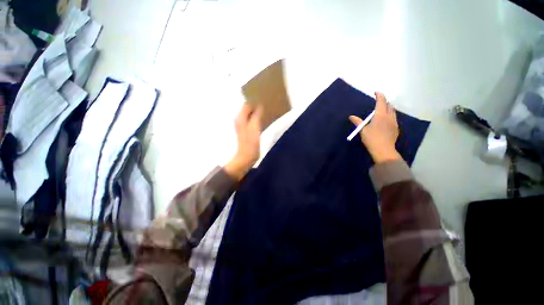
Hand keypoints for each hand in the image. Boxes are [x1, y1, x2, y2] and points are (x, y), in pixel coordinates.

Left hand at [224, 104, 262, 180]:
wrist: (247, 156)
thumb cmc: (251, 142)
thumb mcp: (255, 127)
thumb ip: (256, 115)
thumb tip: (259, 105)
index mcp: (240, 118)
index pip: (246, 104)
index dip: (254, 101)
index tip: (263, 99)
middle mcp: (240, 120)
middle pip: (247, 109)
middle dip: (256, 106)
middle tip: (266, 104)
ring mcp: (242, 126)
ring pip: (250, 115)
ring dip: (256, 112)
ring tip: (265, 110)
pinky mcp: (246, 131)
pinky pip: (251, 121)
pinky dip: (256, 118)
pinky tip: (263, 119)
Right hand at [349, 92, 401, 163]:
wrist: (383, 150)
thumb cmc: (371, 139)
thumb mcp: (363, 130)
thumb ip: (358, 122)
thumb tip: (351, 116)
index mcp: (380, 115)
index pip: (381, 101)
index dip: (379, 95)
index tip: (376, 92)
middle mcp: (389, 116)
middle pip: (389, 105)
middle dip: (384, 102)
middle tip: (378, 103)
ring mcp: (394, 122)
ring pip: (393, 112)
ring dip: (388, 109)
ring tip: (382, 112)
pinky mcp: (396, 128)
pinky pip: (394, 118)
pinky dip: (390, 116)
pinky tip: (385, 122)